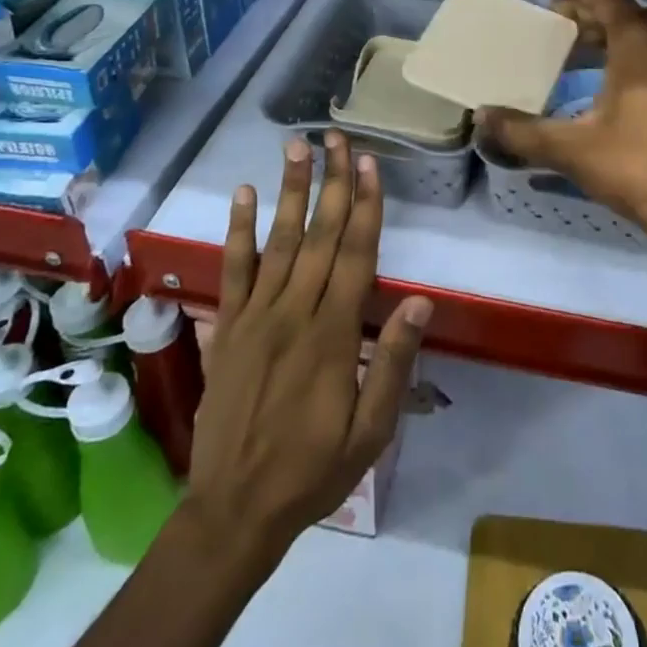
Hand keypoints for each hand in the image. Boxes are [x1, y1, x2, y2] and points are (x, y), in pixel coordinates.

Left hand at [185, 132, 430, 566]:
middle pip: (319, 235)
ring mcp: (256, 316)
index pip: (355, 255)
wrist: (233, 511)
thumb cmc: (313, 470)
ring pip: (278, 241)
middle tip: (336, 136)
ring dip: (290, 190)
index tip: (368, 164)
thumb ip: (393, 362)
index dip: (365, 206)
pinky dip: (238, 230)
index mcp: (334, 334)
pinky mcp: (227, 327)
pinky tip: (243, 194)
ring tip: (296, 147)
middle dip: (332, 182)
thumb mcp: (370, 431)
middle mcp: (295, 312)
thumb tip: (419, 300)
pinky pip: (233, 270)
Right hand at [477, 0, 646, 258]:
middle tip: (568, 25)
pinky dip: (645, 56)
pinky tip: (629, 87)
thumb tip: (481, 117)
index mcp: (639, 44)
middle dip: (599, 14)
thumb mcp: (573, 150)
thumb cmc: (641, 167)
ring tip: (594, 52)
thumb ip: (523, 132)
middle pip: (632, 14)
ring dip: (624, 35)